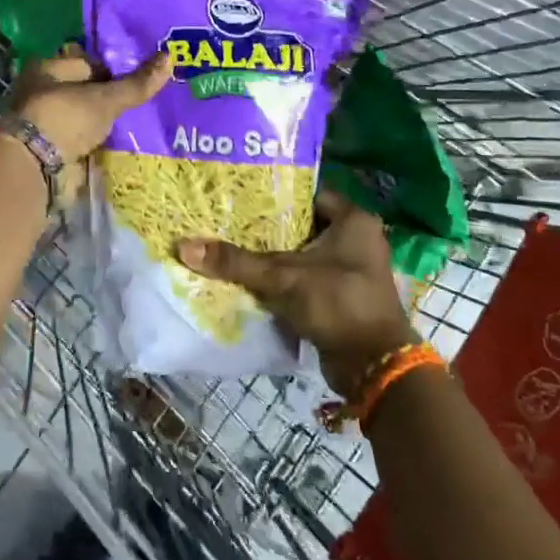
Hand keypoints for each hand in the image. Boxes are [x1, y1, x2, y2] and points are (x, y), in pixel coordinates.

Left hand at [6, 47, 171, 164]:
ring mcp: (47, 122)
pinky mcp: (53, 148)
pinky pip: (83, 140)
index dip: (116, 69)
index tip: (143, 78)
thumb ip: (137, 83)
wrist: (34, 167)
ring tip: (141, 123)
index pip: (90, 62)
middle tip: (146, 101)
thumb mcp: (106, 98)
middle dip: (112, 97)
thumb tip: (170, 56)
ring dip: (106, 122)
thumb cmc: (65, 117)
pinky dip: (99, 142)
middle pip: (87, 90)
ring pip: (86, 117)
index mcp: (49, 67)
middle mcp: (44, 91)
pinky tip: (122, 144)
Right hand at [177, 193, 417, 395]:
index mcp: (353, 220)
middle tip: (230, 218)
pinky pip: (308, 275)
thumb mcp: (283, 277)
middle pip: (303, 223)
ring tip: (234, 243)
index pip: (307, 192)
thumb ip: (236, 262)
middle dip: (269, 225)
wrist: (374, 366)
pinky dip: (285, 276)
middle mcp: (357, 237)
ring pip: (304, 251)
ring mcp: (352, 268)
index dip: (275, 193)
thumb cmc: (337, 303)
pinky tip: (253, 275)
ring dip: (276, 253)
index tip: (241, 193)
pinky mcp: (344, 293)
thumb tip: (185, 247)